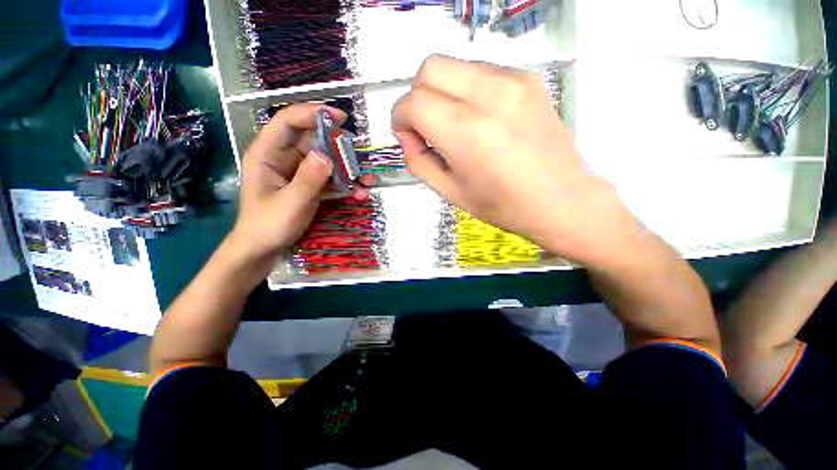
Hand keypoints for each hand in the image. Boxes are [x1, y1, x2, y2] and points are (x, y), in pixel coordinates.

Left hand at [230, 103, 365, 262]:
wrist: (264, 248)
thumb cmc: (268, 225)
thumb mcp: (289, 203)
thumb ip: (308, 180)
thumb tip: (326, 155)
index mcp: (267, 154)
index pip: (288, 122)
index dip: (313, 114)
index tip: (341, 118)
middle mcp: (283, 158)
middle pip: (313, 140)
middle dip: (339, 148)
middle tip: (360, 157)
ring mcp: (298, 172)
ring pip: (326, 160)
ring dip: (348, 169)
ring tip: (366, 181)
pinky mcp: (309, 185)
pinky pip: (330, 178)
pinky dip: (345, 184)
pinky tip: (358, 193)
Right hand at [392, 55, 639, 265]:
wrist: (563, 201)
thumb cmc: (506, 206)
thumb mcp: (451, 193)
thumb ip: (419, 162)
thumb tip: (408, 138)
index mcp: (467, 133)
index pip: (413, 102)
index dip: (400, 119)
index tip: (408, 137)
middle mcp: (489, 96)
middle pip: (430, 69)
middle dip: (417, 97)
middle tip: (426, 128)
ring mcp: (513, 82)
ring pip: (454, 65)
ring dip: (441, 92)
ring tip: (453, 126)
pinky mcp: (528, 79)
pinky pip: (480, 71)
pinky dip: (466, 90)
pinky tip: (478, 119)